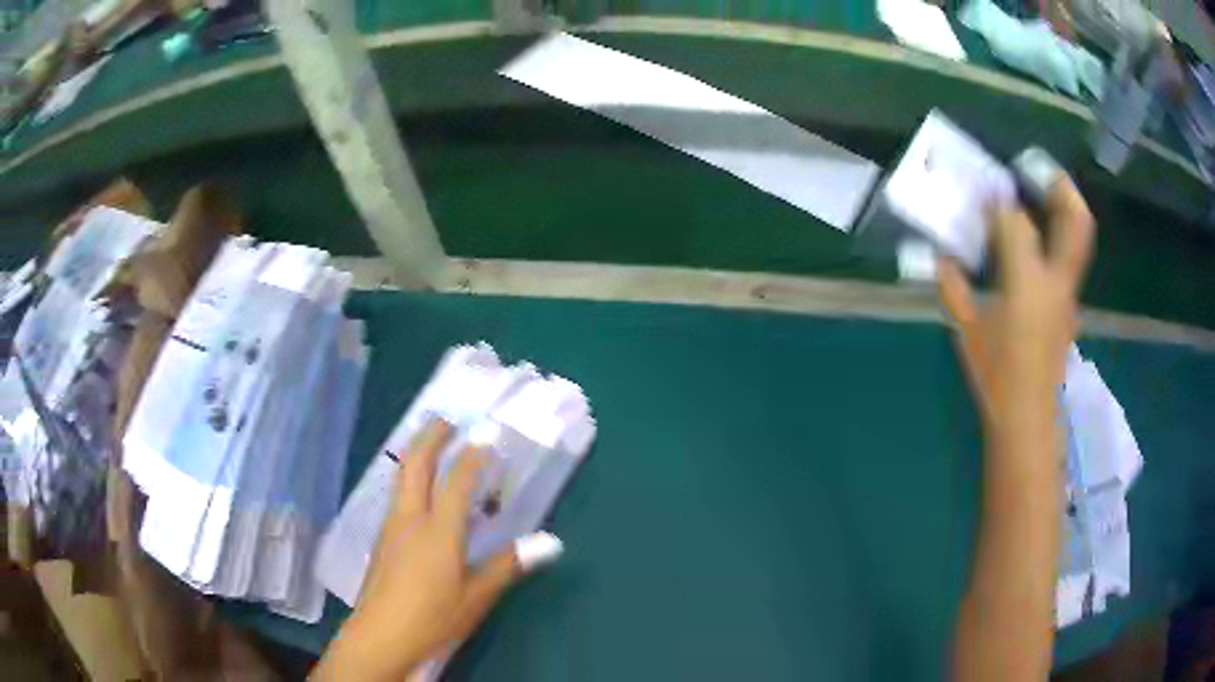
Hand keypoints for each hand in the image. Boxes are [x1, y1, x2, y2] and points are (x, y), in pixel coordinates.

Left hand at [313, 420, 562, 679]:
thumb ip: (508, 565)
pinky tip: (418, 490)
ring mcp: (391, 528)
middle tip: (447, 418)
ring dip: (416, 454)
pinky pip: (397, 495)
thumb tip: (551, 542)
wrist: (380, 636)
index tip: (488, 432)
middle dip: (430, 436)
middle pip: (415, 464)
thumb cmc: (433, 617)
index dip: (473, 455)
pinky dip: (410, 477)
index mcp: (438, 531)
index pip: (457, 481)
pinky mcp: (381, 540)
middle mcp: (410, 519)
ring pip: (401, 477)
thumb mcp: (476, 596)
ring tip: (431, 444)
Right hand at [937, 175, 1094, 433]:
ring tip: (1046, 189)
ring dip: (1065, 207)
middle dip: (1060, 187)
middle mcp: (1055, 281)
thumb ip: (953, 287)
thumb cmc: (996, 375)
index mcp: (1026, 282)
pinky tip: (1040, 238)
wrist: (1027, 417)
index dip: (998, 203)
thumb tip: (940, 256)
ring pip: (1078, 239)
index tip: (983, 192)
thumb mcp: (967, 330)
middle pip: (1073, 222)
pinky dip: (1059, 236)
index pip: (1015, 223)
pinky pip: (1069, 258)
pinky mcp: (1069, 306)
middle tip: (1040, 169)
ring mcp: (1067, 294)